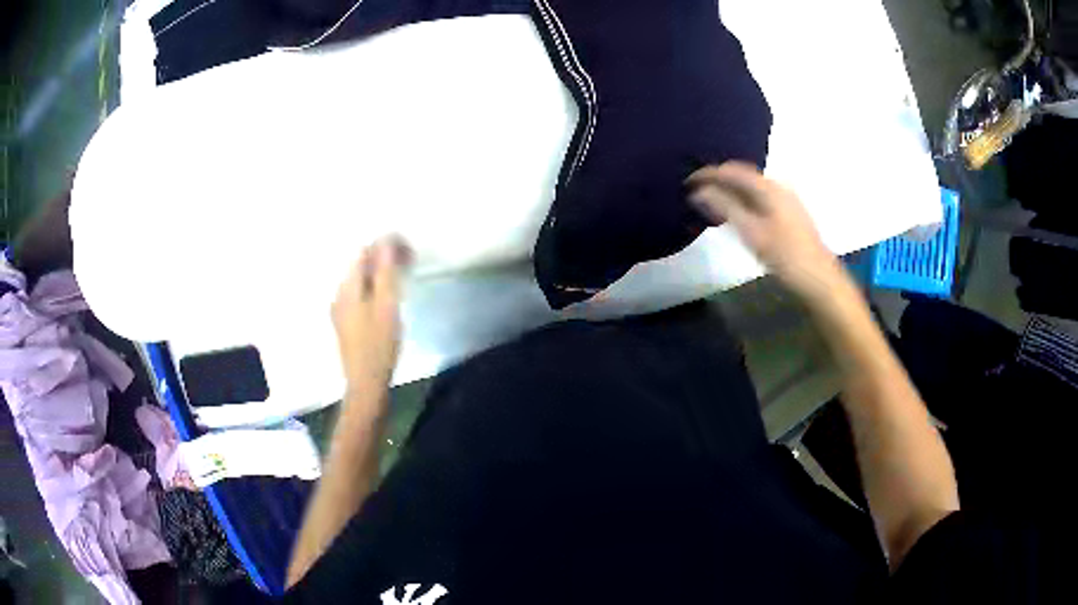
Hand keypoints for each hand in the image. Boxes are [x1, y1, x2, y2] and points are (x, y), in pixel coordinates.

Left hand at [331, 237, 410, 396]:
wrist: (365, 384)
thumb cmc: (378, 345)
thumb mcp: (387, 306)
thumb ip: (385, 272)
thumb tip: (386, 241)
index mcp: (347, 287)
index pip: (363, 252)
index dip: (385, 246)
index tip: (407, 251)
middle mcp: (339, 293)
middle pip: (359, 264)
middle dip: (383, 257)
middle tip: (409, 261)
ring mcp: (340, 309)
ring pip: (359, 279)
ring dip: (379, 272)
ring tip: (402, 276)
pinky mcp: (345, 322)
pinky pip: (359, 293)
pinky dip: (374, 287)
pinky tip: (387, 296)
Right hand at [687, 161, 844, 302]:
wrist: (820, 279)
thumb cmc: (785, 256)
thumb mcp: (751, 232)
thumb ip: (724, 207)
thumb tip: (699, 191)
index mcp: (769, 187)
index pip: (732, 170)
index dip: (708, 174)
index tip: (688, 182)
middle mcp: (778, 186)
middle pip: (742, 176)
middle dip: (719, 182)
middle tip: (697, 194)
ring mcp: (786, 199)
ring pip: (751, 188)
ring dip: (730, 193)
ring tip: (711, 205)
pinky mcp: (790, 213)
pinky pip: (760, 198)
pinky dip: (743, 202)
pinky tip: (736, 216)